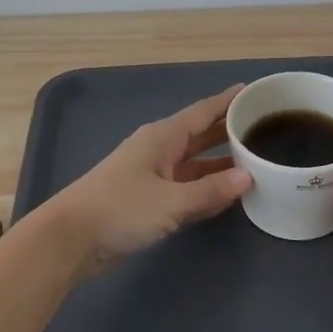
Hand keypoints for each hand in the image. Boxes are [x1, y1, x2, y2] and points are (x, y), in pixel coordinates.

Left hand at [36, 86, 253, 266]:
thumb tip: (247, 177)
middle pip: (199, 135)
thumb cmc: (120, 209)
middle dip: (228, 131)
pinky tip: (227, 194)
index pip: (202, 112)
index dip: (227, 102)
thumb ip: (210, 190)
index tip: (252, 92)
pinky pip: (185, 187)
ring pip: (193, 163)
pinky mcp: (146, 201)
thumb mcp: (171, 201)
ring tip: (255, 161)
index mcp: (162, 138)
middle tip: (263, 126)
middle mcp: (157, 150)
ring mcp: (151, 176)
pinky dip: (205, 188)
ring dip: (220, 163)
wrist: (69, 239)